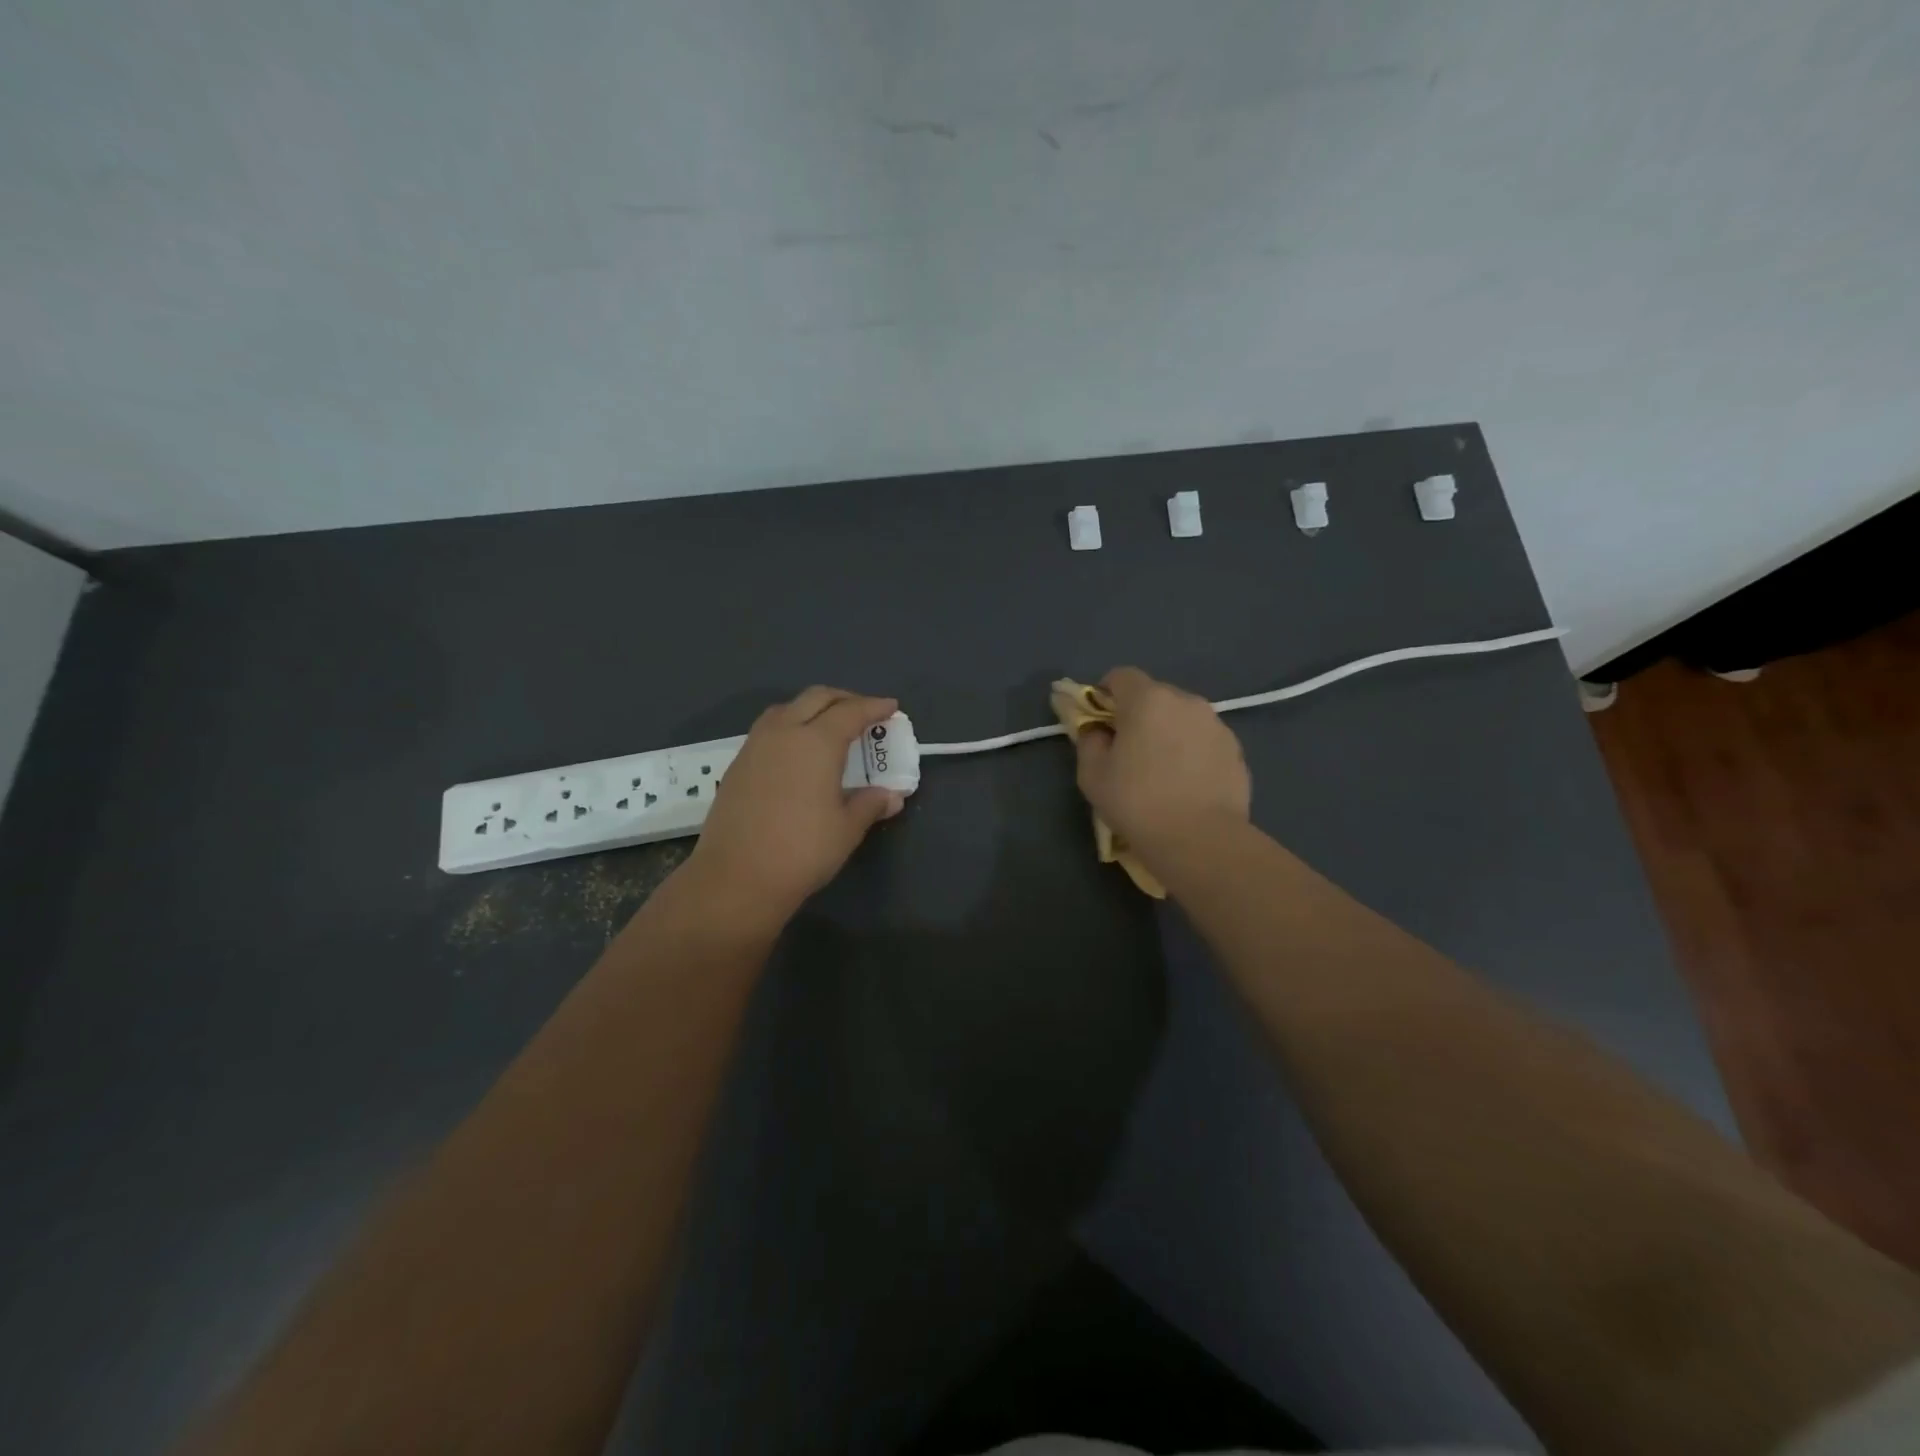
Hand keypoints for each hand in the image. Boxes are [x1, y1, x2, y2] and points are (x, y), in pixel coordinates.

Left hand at [687, 686, 904, 925]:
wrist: (736, 877)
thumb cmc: (802, 850)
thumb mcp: (847, 829)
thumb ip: (870, 804)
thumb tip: (892, 796)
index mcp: (816, 742)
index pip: (851, 712)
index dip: (874, 707)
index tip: (891, 706)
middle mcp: (784, 732)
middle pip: (816, 698)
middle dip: (844, 699)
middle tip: (864, 712)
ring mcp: (755, 746)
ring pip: (787, 709)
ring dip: (812, 708)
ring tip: (829, 726)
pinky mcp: (738, 764)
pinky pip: (769, 729)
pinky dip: (790, 726)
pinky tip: (797, 751)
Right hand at [1072, 667, 1250, 858]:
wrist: (1201, 840)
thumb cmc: (1137, 802)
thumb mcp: (1092, 775)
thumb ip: (1089, 742)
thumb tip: (1098, 732)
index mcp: (1147, 700)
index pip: (1121, 676)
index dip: (1105, 694)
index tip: (1100, 723)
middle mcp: (1186, 701)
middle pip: (1154, 695)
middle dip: (1139, 714)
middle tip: (1129, 751)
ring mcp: (1216, 724)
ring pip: (1182, 718)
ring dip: (1168, 732)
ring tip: (1162, 771)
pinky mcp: (1236, 750)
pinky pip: (1204, 740)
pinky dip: (1192, 752)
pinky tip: (1187, 784)